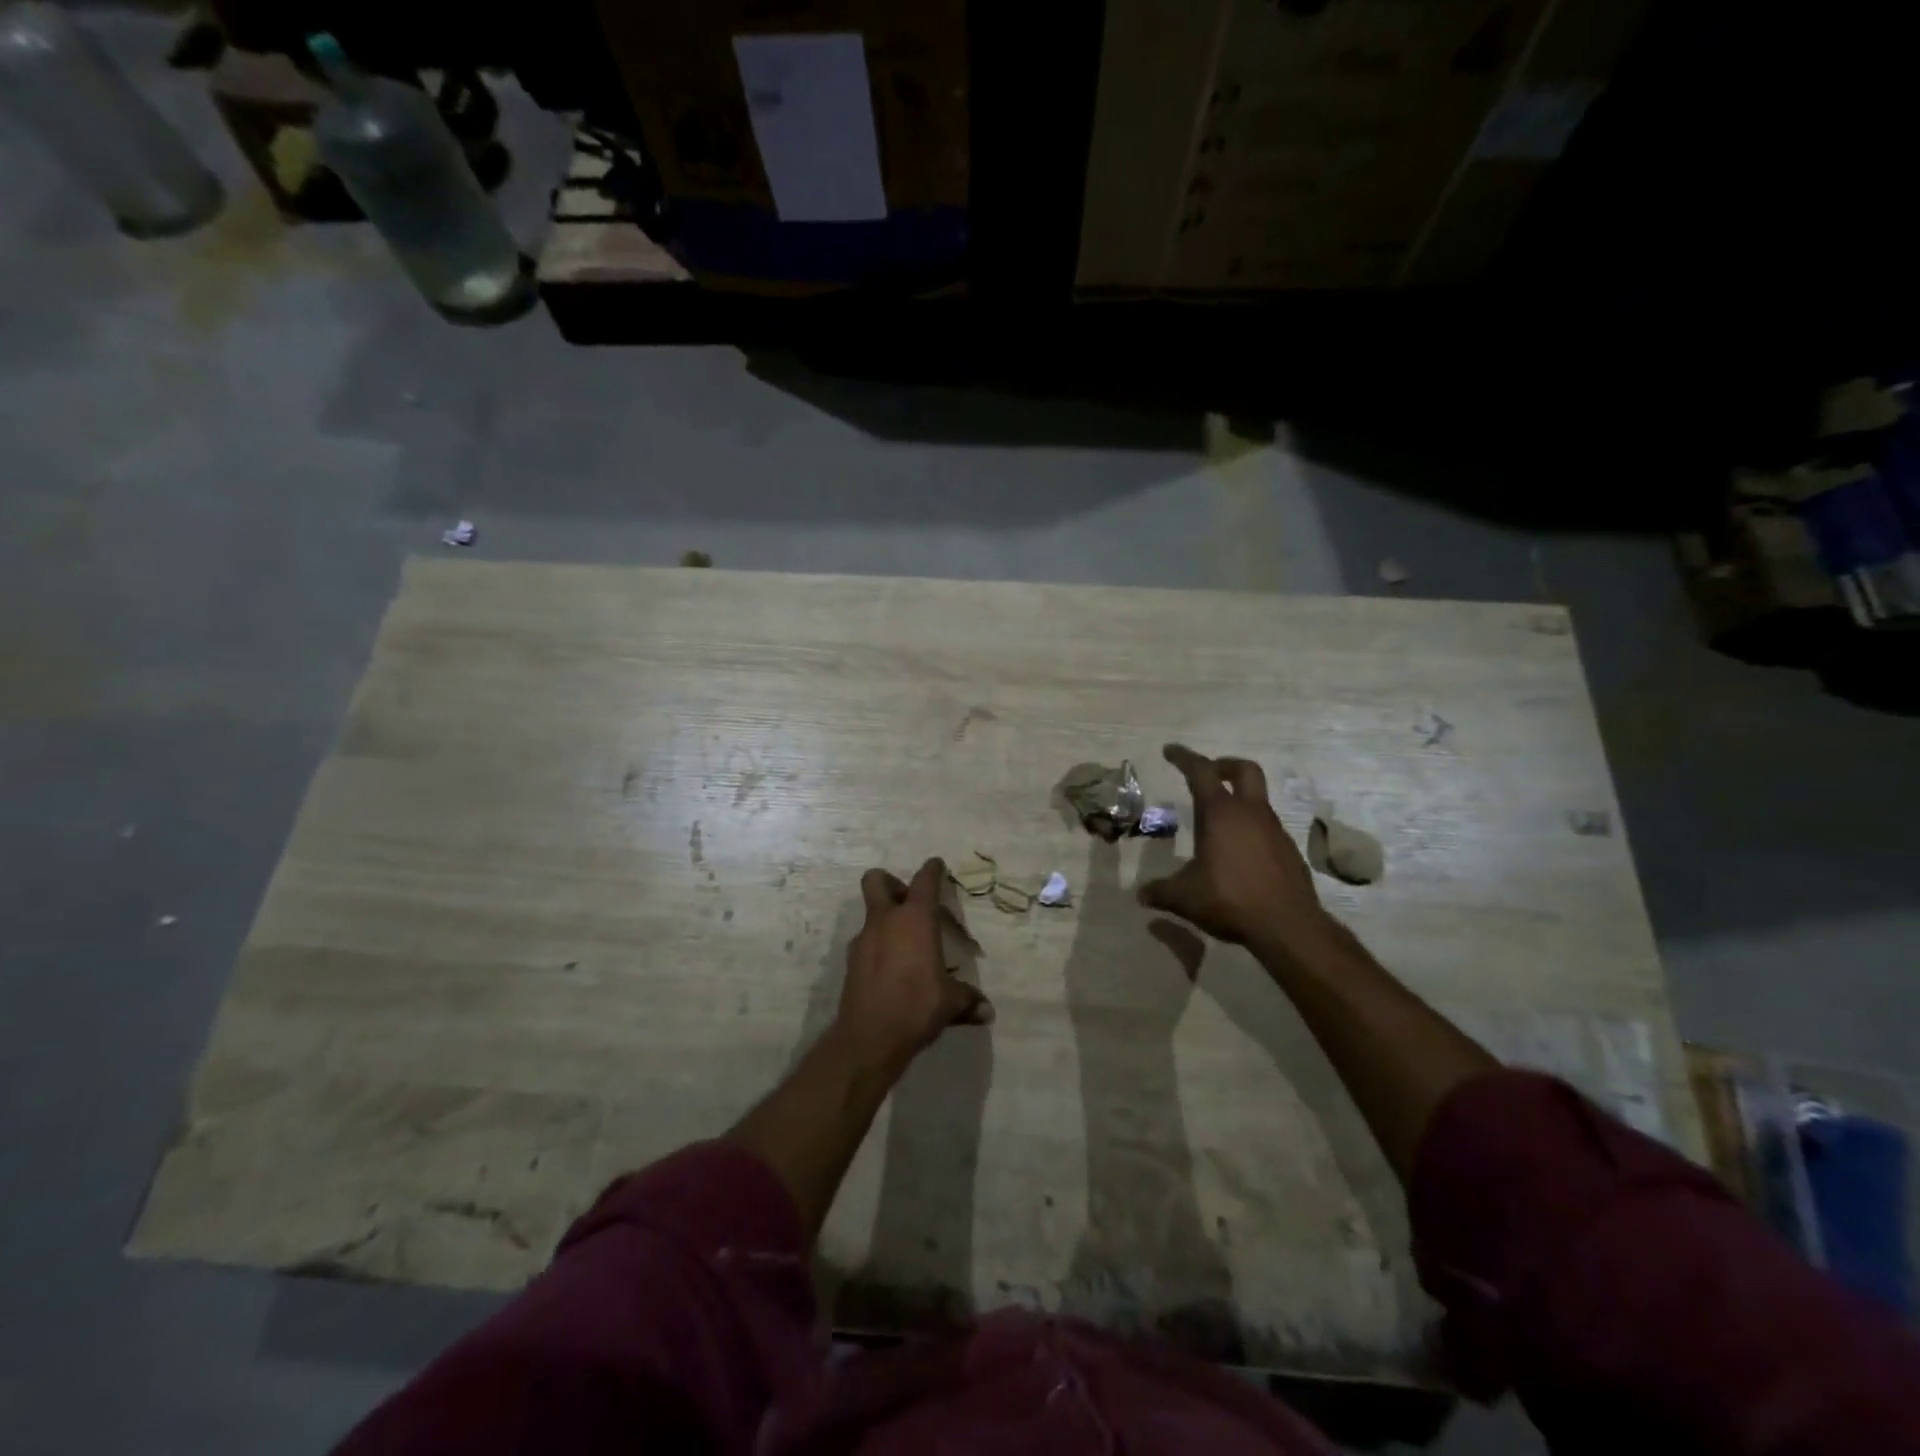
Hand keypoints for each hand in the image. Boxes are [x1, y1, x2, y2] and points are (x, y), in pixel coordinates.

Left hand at [837, 858, 992, 1070]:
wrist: (869, 1037)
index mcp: (915, 919)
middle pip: (877, 881)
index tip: (936, 865)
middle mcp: (886, 921)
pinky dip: (877, 947)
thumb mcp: (950, 1003)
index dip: (932, 870)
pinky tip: (891, 970)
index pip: (924, 881)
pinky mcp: (851, 962)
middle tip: (907, 901)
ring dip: (885, 920)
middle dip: (891, 883)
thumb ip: (968, 1001)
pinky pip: (866, 942)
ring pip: (870, 914)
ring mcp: (864, 939)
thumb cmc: (917, 1006)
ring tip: (905, 945)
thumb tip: (987, 1012)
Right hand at [1138, 744, 1329, 957]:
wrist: (1288, 926)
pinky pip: (1267, 828)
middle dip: (1224, 765)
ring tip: (1217, 824)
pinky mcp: (1288, 851)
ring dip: (1238, 800)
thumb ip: (1160, 891)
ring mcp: (1274, 831)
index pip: (1201, 771)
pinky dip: (1251, 829)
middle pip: (1244, 770)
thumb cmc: (1230, 900)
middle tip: (1208, 775)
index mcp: (1221, 814)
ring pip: (1257, 800)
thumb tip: (1141, 895)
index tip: (1170, 750)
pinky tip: (1239, 854)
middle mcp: (1250, 814)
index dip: (1184, 757)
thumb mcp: (1184, 897)